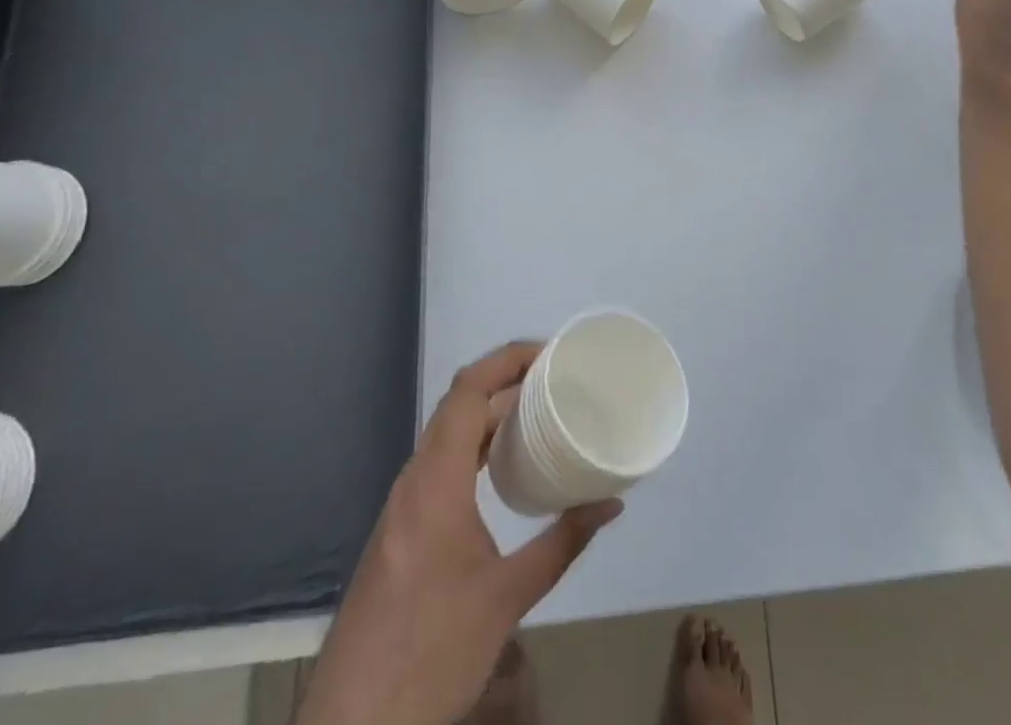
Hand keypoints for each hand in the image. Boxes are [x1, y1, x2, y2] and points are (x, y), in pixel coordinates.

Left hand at [300, 343, 621, 724]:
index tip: (550, 354)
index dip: (507, 360)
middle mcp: (414, 480)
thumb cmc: (431, 656)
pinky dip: (474, 445)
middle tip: (555, 381)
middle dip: (506, 382)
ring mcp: (402, 504)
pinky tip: (502, 467)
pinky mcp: (399, 528)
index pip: (468, 391)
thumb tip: (610, 503)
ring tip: (538, 413)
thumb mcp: (507, 599)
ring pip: (446, 433)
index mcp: (436, 482)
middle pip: (458, 404)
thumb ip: (561, 543)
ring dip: (489, 413)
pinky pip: (439, 462)